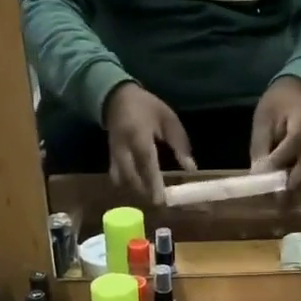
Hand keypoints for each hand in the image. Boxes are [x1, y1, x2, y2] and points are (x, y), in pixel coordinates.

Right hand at [104, 82, 195, 204]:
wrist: (116, 98)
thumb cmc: (147, 107)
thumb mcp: (168, 119)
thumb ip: (180, 144)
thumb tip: (190, 169)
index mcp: (138, 134)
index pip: (146, 162)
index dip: (153, 182)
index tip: (161, 199)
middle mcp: (123, 147)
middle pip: (131, 176)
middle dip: (145, 191)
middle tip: (160, 202)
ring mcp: (114, 154)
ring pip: (122, 180)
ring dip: (136, 191)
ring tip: (151, 197)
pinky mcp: (110, 157)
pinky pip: (116, 177)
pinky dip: (127, 185)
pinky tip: (139, 189)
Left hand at [250, 77, 300, 187]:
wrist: (296, 92)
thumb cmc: (276, 105)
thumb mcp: (263, 120)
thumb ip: (261, 147)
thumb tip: (258, 175)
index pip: (295, 140)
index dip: (281, 158)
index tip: (266, 174)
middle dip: (294, 180)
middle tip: (278, 198)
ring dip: (297, 184)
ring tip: (280, 200)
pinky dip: (300, 179)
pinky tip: (286, 190)